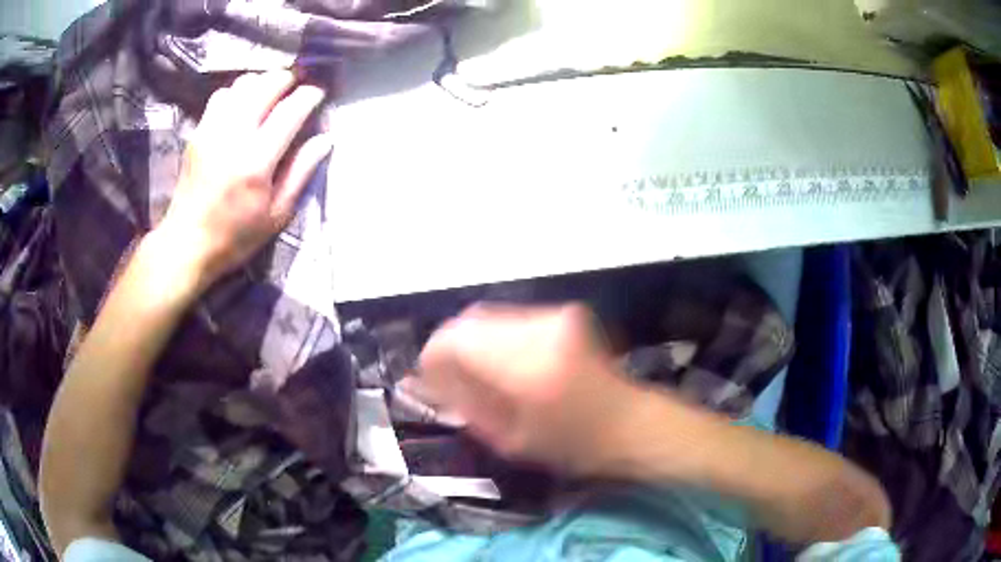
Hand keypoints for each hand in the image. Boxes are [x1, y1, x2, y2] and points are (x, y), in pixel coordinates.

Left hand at [154, 70, 331, 292]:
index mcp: (256, 161)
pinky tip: (243, 105)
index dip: (309, 96)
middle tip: (297, 86)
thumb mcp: (276, 215)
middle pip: (265, 86)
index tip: (318, 94)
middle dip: (287, 79)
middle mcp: (233, 137)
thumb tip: (325, 139)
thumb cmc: (235, 236)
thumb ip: (301, 172)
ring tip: (271, 93)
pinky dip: (238, 92)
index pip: (290, 111)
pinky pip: (221, 95)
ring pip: (242, 85)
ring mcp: (212, 131)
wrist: (186, 243)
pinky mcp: (198, 132)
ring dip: (262, 82)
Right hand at [414, 304, 643, 476]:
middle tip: (448, 375)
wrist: (630, 422)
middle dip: (452, 346)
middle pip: (471, 320)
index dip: (434, 355)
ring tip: (476, 371)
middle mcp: (540, 330)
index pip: (457, 340)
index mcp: (526, 368)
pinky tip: (504, 361)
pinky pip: (513, 318)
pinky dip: (497, 336)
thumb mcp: (511, 440)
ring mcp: (555, 316)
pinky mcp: (565, 313)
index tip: (426, 375)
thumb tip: (432, 380)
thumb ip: (467, 406)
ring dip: (474, 340)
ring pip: (490, 315)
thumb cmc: (573, 444)